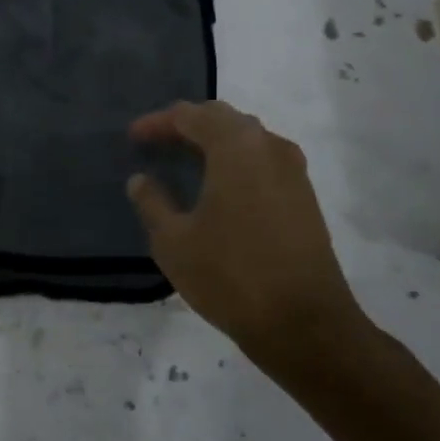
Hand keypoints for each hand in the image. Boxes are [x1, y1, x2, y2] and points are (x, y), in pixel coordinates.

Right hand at [126, 101, 360, 350]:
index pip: (190, 116)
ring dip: (214, 142)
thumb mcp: (174, 241)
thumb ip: (152, 202)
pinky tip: (218, 187)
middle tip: (157, 143)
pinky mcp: (304, 197)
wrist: (306, 324)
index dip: (157, 123)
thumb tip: (141, 180)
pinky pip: (263, 161)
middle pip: (222, 118)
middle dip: (187, 126)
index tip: (133, 138)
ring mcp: (293, 171)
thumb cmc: (231, 276)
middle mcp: (269, 146)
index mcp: (236, 146)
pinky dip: (235, 162)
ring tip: (185, 162)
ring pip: (247, 138)